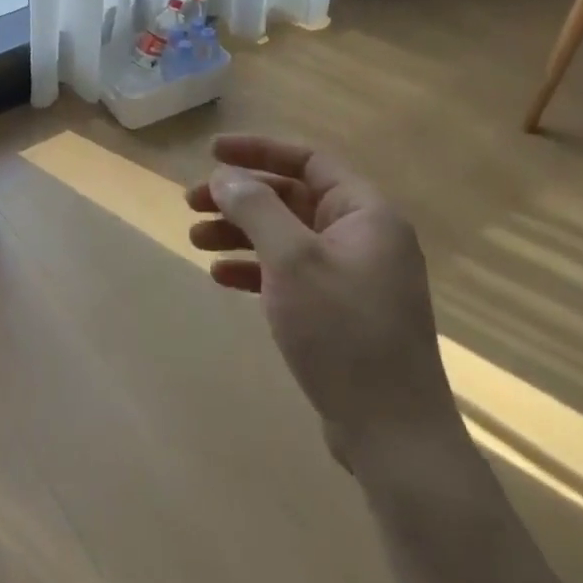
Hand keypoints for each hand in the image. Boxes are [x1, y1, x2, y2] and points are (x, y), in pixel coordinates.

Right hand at [186, 135, 455, 470]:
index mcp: (365, 213)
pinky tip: (220, 276)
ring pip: (285, 236)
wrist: (392, 432)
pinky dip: (254, 268)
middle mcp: (362, 237)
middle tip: (191, 202)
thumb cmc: (343, 332)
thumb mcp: (292, 260)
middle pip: (291, 197)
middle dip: (240, 197)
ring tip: (195, 239)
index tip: (211, 153)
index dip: (258, 150)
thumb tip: (224, 175)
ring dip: (240, 232)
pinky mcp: (338, 310)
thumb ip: (256, 209)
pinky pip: (289, 272)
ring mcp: (351, 276)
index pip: (308, 160)